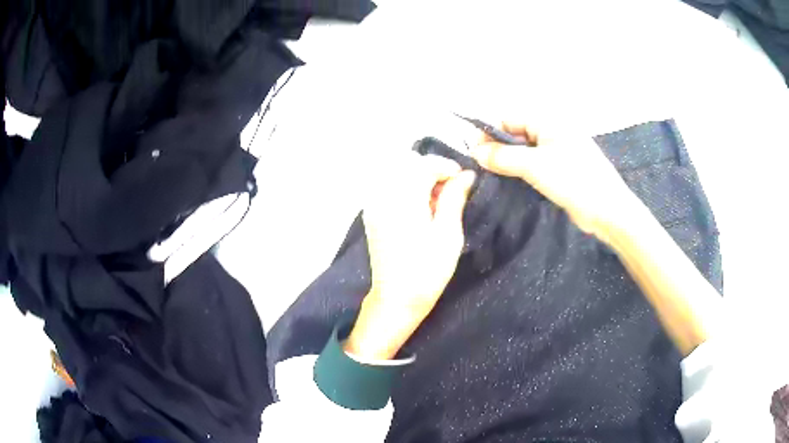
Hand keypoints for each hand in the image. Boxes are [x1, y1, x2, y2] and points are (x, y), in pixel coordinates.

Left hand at [345, 153, 475, 359]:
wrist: (396, 298)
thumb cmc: (427, 270)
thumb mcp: (448, 234)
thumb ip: (454, 198)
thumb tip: (466, 175)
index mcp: (403, 199)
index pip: (424, 164)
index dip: (447, 167)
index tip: (464, 180)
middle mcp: (383, 195)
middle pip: (409, 164)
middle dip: (433, 171)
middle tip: (452, 192)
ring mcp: (374, 204)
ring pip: (398, 173)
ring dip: (420, 179)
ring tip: (437, 202)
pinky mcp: (372, 213)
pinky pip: (390, 187)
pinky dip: (407, 188)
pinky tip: (420, 208)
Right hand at [470, 122, 642, 243]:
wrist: (607, 211)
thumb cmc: (574, 180)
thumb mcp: (535, 165)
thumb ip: (503, 157)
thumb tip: (474, 151)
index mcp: (548, 122)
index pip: (509, 119)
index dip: (489, 132)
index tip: (473, 151)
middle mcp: (551, 134)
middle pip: (515, 135)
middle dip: (497, 149)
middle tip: (479, 168)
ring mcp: (556, 154)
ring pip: (523, 153)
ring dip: (507, 163)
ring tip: (490, 178)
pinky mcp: (559, 172)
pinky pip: (533, 167)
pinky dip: (520, 173)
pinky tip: (508, 184)